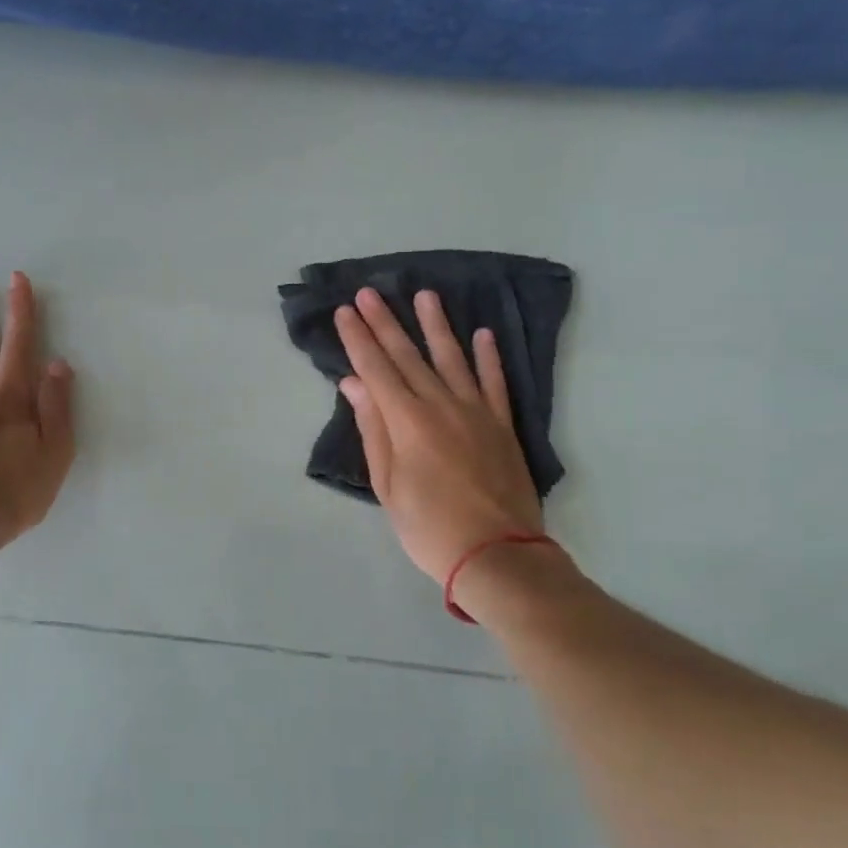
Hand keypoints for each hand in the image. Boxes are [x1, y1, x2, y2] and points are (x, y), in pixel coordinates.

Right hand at [335, 287, 543, 583]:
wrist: (498, 555)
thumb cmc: (429, 527)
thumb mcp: (388, 486)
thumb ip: (373, 430)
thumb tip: (355, 384)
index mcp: (407, 421)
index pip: (376, 369)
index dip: (358, 339)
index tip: (345, 312)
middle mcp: (441, 406)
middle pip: (408, 356)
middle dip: (385, 323)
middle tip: (369, 292)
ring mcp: (476, 412)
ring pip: (452, 358)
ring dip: (436, 326)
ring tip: (425, 295)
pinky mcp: (502, 425)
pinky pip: (494, 382)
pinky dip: (488, 357)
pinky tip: (482, 334)